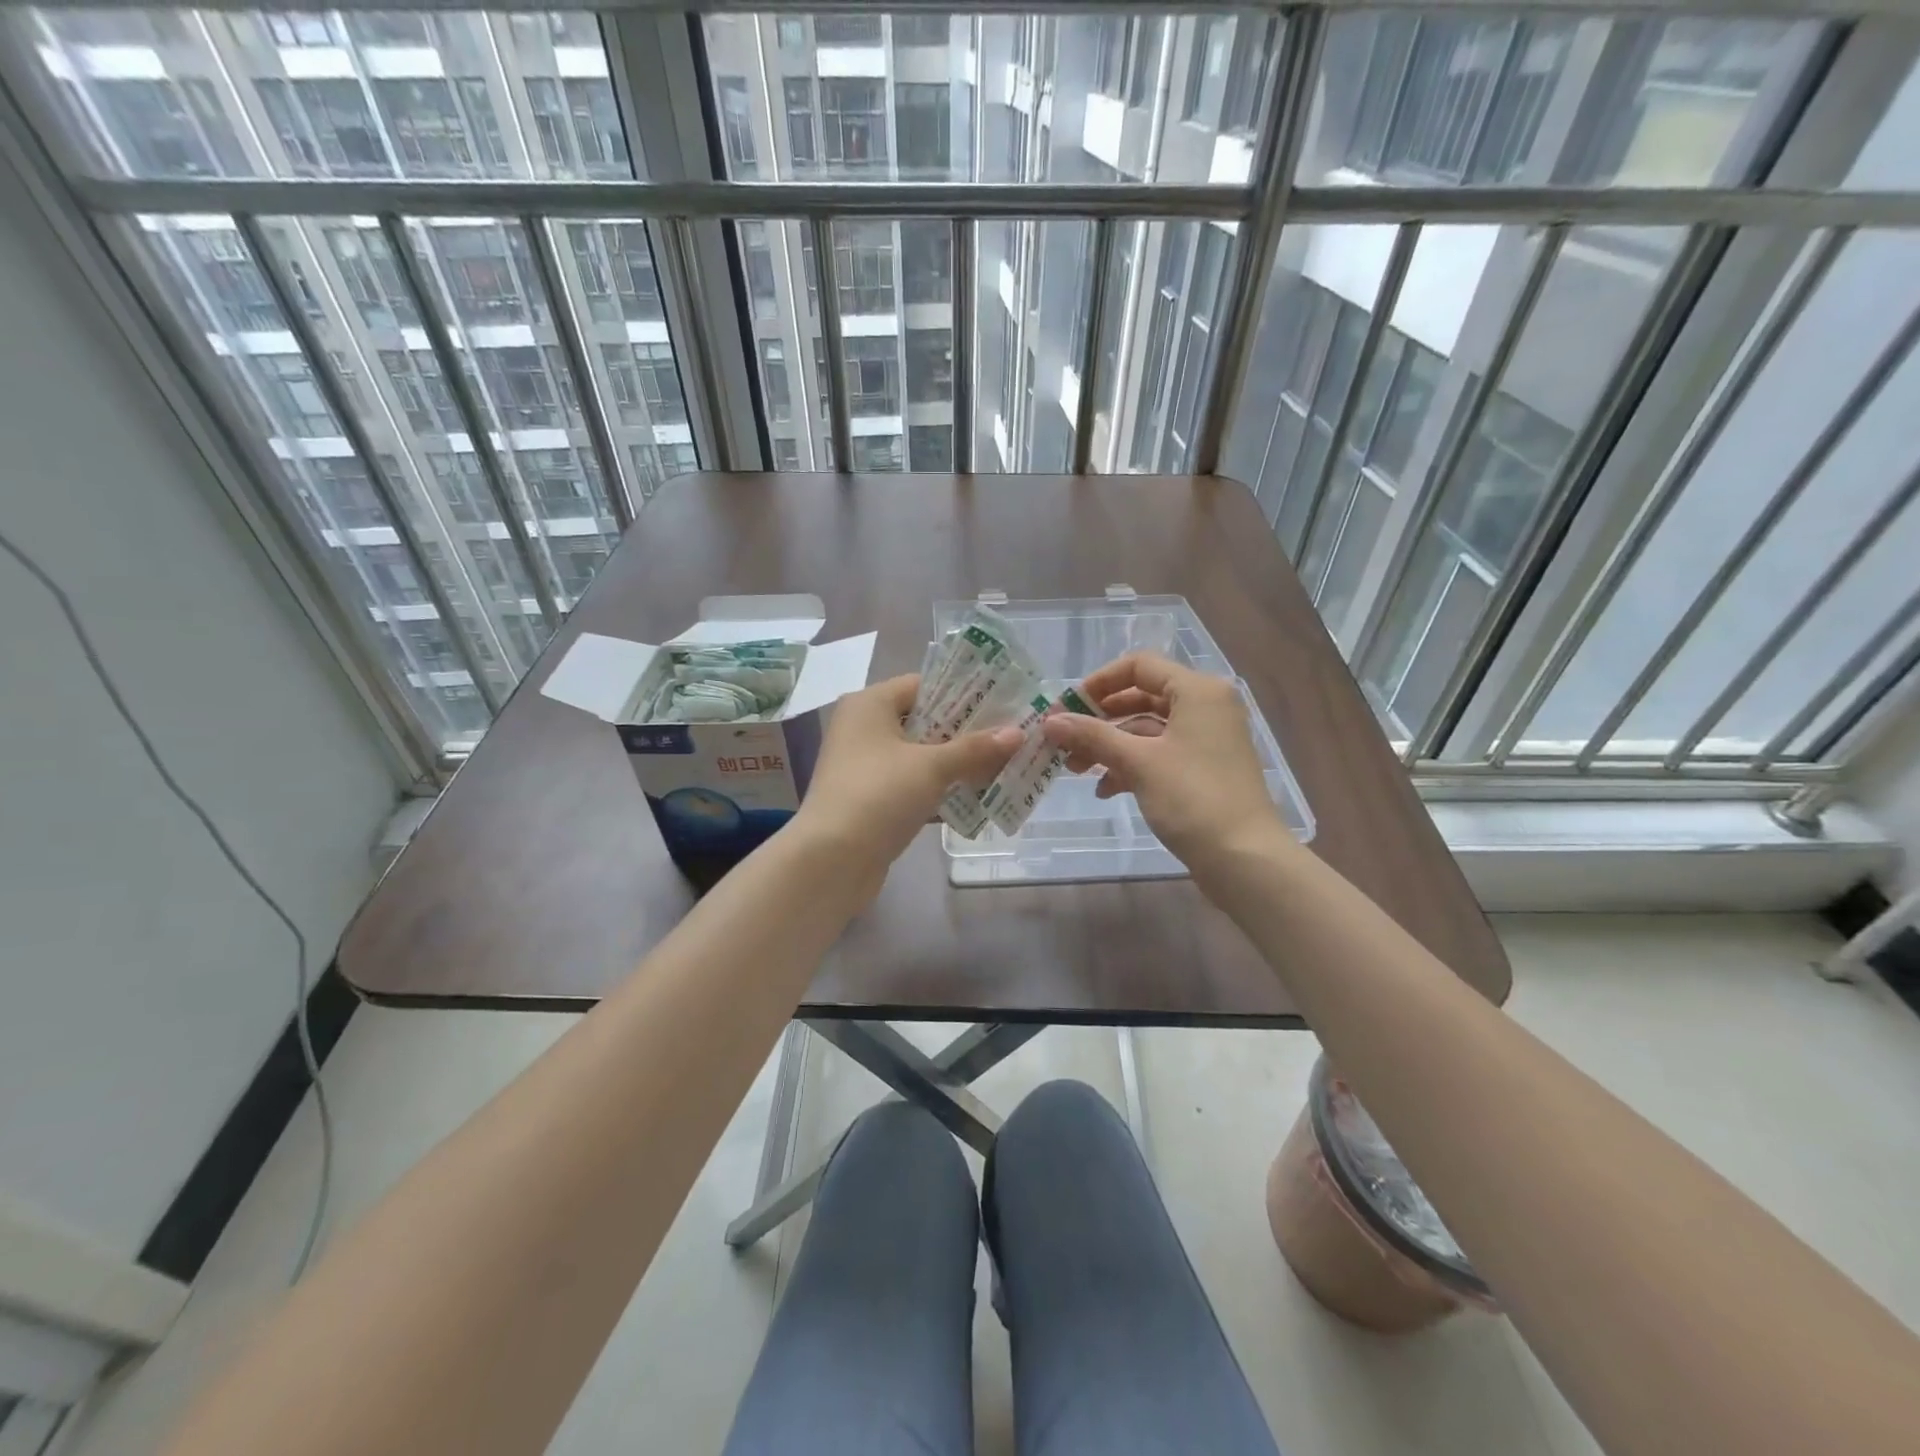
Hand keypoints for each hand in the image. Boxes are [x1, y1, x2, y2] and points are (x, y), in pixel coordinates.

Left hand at [796, 673, 1022, 879]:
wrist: (831, 860)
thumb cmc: (879, 795)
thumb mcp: (932, 766)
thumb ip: (975, 748)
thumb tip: (1018, 732)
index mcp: (869, 704)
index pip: (922, 685)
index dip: (962, 692)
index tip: (1002, 702)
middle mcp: (863, 729)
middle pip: (924, 721)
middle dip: (966, 732)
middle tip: (1010, 735)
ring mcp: (865, 767)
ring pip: (920, 756)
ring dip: (957, 763)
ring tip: (1004, 765)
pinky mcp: (871, 800)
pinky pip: (913, 785)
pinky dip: (940, 790)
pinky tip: (977, 798)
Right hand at [1040, 651, 1285, 874]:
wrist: (1243, 857)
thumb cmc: (1192, 798)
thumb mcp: (1138, 762)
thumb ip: (1092, 735)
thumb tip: (1051, 721)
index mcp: (1197, 690)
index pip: (1139, 666)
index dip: (1099, 683)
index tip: (1068, 707)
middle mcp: (1205, 706)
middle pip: (1141, 698)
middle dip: (1100, 720)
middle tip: (1064, 740)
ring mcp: (1207, 739)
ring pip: (1148, 730)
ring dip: (1110, 746)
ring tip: (1075, 770)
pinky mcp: (1204, 768)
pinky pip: (1160, 754)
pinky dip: (1132, 766)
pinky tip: (1106, 790)